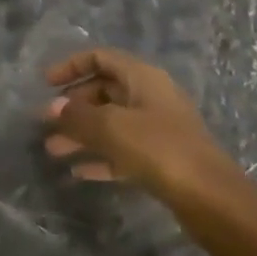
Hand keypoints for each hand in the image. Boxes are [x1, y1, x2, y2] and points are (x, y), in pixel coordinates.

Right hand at [41, 49, 248, 209]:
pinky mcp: (160, 159)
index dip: (72, 66)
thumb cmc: (159, 149)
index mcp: (142, 78)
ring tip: (52, 151)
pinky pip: (122, 150)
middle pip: (104, 91)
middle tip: (46, 123)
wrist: (210, 198)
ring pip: (111, 123)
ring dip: (81, 134)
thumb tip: (53, 107)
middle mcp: (150, 97)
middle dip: (73, 106)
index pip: (101, 58)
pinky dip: (100, 156)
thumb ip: (78, 116)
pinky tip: (77, 172)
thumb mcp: (112, 127)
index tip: (46, 83)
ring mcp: (157, 129)